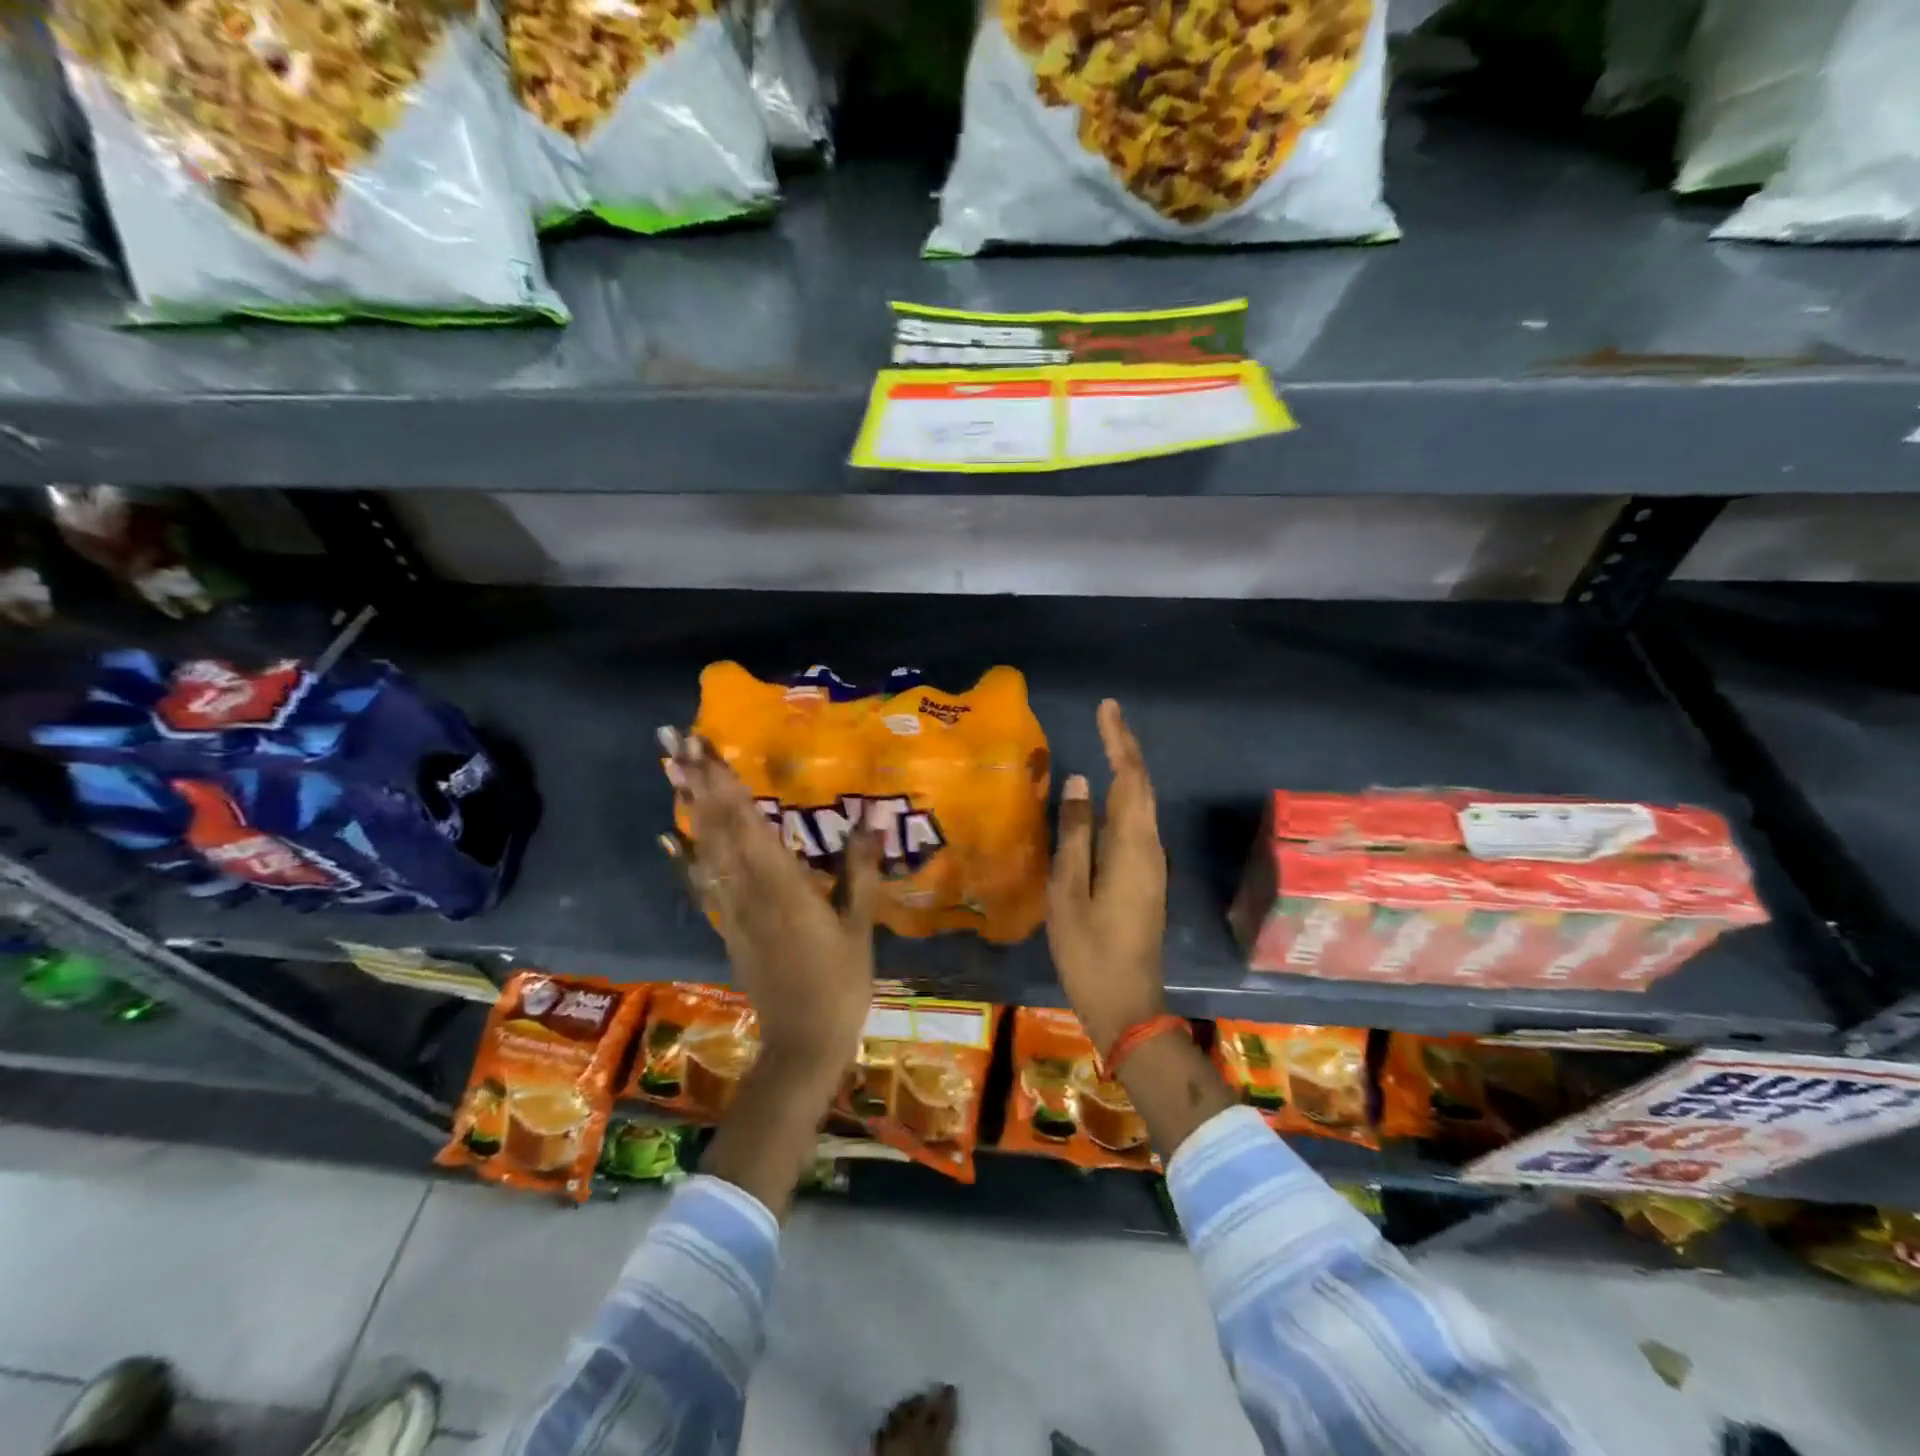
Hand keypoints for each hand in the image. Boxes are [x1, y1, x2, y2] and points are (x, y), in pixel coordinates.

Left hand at [660, 726, 878, 1085]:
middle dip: (697, 781)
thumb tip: (871, 819)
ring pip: (704, 849)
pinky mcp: (728, 927)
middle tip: (675, 740)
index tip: (703, 746)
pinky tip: (672, 837)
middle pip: (716, 827)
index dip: (723, 783)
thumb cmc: (839, 984)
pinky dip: (686, 854)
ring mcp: (731, 910)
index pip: (745, 823)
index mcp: (781, 886)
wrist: (802, 1045)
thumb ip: (861, 871)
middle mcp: (747, 890)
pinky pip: (702, 881)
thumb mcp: (859, 927)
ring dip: (689, 807)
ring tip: (673, 770)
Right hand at [1046, 699, 1168, 1056]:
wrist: (1127, 1005)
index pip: (1130, 780)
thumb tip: (1077, 782)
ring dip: (1127, 771)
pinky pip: (1136, 824)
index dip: (1119, 742)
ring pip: (1141, 805)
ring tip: (1105, 745)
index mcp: (1132, 848)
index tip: (1107, 708)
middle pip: (1142, 787)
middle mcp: (1150, 848)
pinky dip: (1124, 798)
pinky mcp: (1145, 879)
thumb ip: (1074, 835)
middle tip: (1106, 717)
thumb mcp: (1069, 892)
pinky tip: (1104, 798)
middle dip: (1126, 748)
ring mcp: (1151, 865)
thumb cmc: (1089, 952)